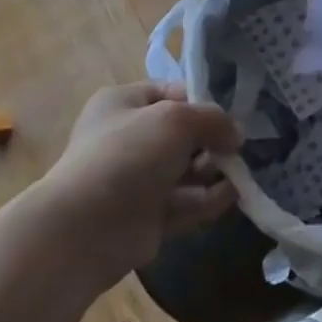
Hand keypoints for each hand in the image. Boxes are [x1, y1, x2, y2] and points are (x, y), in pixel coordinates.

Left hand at [33, 82, 240, 290]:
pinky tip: (233, 194)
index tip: (228, 114)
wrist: (84, 230)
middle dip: (211, 140)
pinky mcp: (147, 217)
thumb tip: (236, 134)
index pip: (172, 92)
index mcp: (123, 103)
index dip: (202, 100)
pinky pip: (186, 202)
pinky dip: (209, 198)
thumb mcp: (177, 118)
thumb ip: (214, 119)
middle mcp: (128, 138)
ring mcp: (137, 180)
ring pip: (187, 169)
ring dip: (213, 169)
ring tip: (234, 172)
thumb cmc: (129, 155)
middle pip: (184, 133)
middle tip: (230, 148)